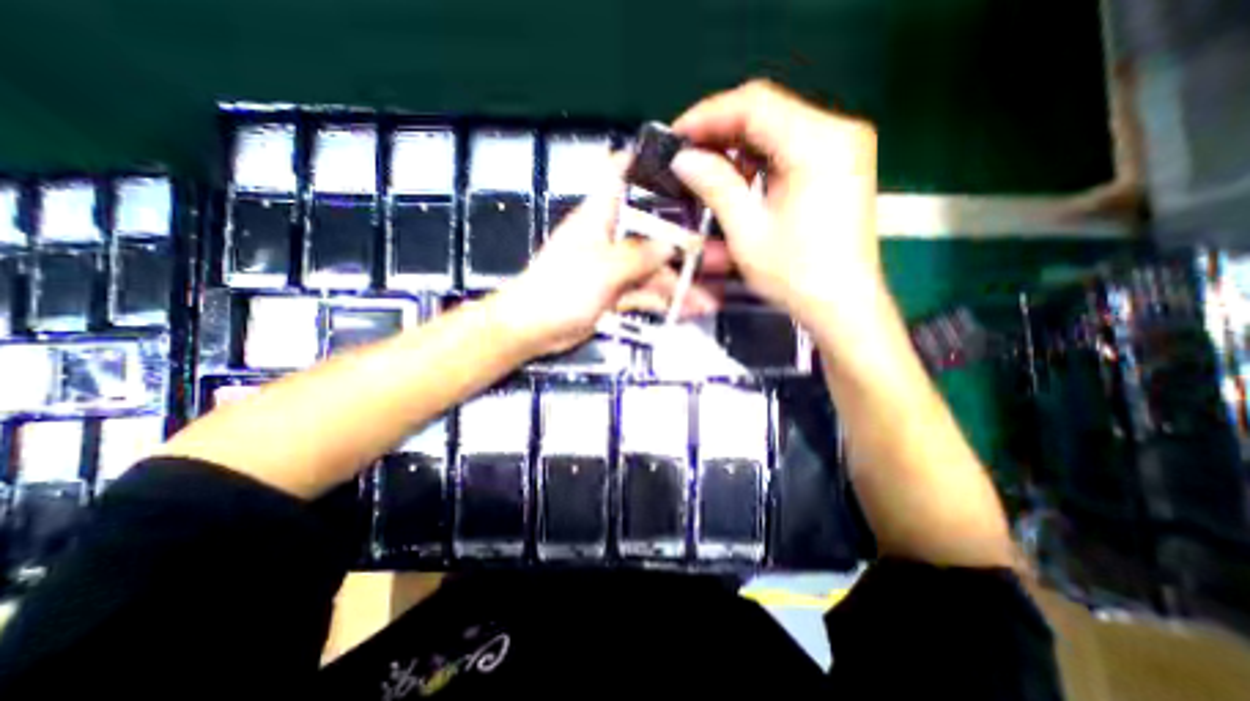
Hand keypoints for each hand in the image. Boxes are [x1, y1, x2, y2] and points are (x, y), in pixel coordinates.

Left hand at [487, 158, 722, 356]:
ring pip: (653, 269)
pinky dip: (666, 301)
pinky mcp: (615, 293)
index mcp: (599, 216)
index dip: (648, 163)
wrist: (534, 329)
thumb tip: (672, 245)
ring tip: (711, 299)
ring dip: (680, 283)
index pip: (620, 174)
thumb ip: (639, 255)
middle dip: (683, 243)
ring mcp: (615, 268)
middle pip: (651, 231)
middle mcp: (610, 237)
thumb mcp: (602, 268)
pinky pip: (647, 294)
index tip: (685, 165)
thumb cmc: (561, 289)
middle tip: (719, 253)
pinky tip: (691, 309)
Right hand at [674, 79, 875, 333]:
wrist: (842, 305)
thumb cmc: (797, 275)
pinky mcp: (839, 167)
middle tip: (687, 155)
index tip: (677, 136)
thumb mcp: (747, 231)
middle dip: (720, 132)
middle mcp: (838, 134)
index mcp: (818, 144)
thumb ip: (715, 186)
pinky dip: (758, 160)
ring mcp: (842, 149)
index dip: (708, 116)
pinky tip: (737, 179)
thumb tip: (684, 159)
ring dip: (737, 147)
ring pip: (777, 129)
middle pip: (767, 112)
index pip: (754, 105)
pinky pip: (790, 149)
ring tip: (706, 169)